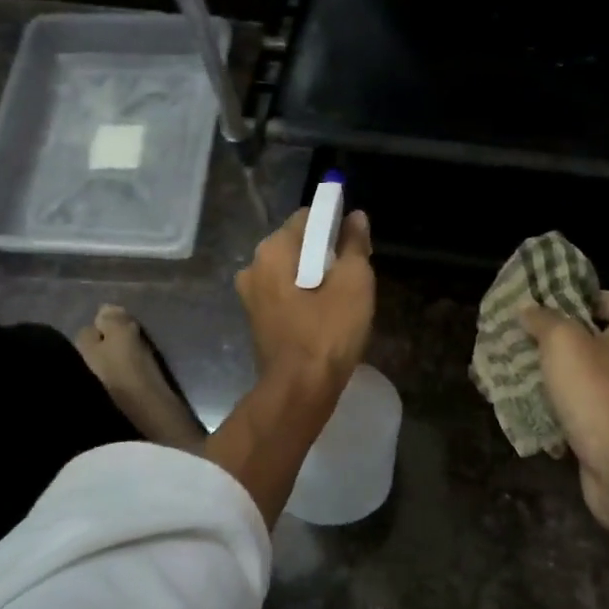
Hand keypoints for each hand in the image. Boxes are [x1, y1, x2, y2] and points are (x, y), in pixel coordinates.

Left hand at [235, 207, 374, 390]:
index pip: (308, 217)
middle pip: (298, 244)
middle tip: (355, 274)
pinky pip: (285, 294)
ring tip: (344, 297)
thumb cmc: (328, 332)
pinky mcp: (257, 319)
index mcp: (272, 250)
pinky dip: (305, 296)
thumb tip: (355, 217)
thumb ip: (354, 244)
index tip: (357, 244)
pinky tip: (326, 315)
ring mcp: (251, 295)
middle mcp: (253, 266)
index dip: (336, 224)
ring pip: (292, 271)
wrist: (299, 391)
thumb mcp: (354, 283)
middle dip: (327, 252)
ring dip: (317, 277)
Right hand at [521, 291, 608, 545]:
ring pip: (598, 382)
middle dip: (573, 343)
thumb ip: (544, 320)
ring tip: (532, 378)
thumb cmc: (597, 393)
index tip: (562, 307)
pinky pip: (594, 415)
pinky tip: (542, 415)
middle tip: (536, 342)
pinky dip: (571, 414)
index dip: (596, 300)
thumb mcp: (562, 342)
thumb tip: (530, 308)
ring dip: (569, 380)